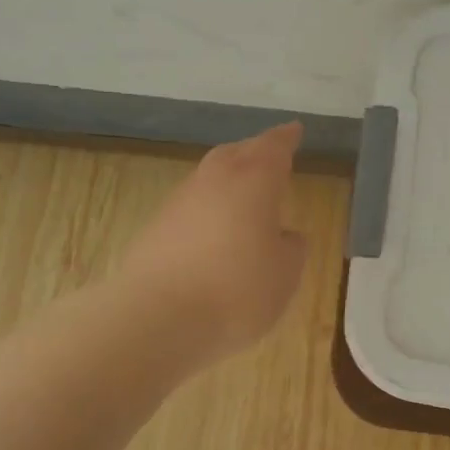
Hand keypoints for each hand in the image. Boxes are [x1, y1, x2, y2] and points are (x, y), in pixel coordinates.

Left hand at [116, 122, 309, 363]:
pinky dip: (207, 212)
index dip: (286, 138)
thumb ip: (291, 248)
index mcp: (254, 181)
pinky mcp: (154, 230)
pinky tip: (214, 234)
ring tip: (244, 198)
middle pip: (236, 153)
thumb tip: (283, 235)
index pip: (274, 147)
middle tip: (269, 156)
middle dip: (254, 151)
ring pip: (209, 179)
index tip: (295, 130)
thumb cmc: (237, 291)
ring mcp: (178, 203)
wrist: (156, 320)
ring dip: (228, 182)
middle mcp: (214, 181)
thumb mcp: (286, 274)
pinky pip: (190, 209)